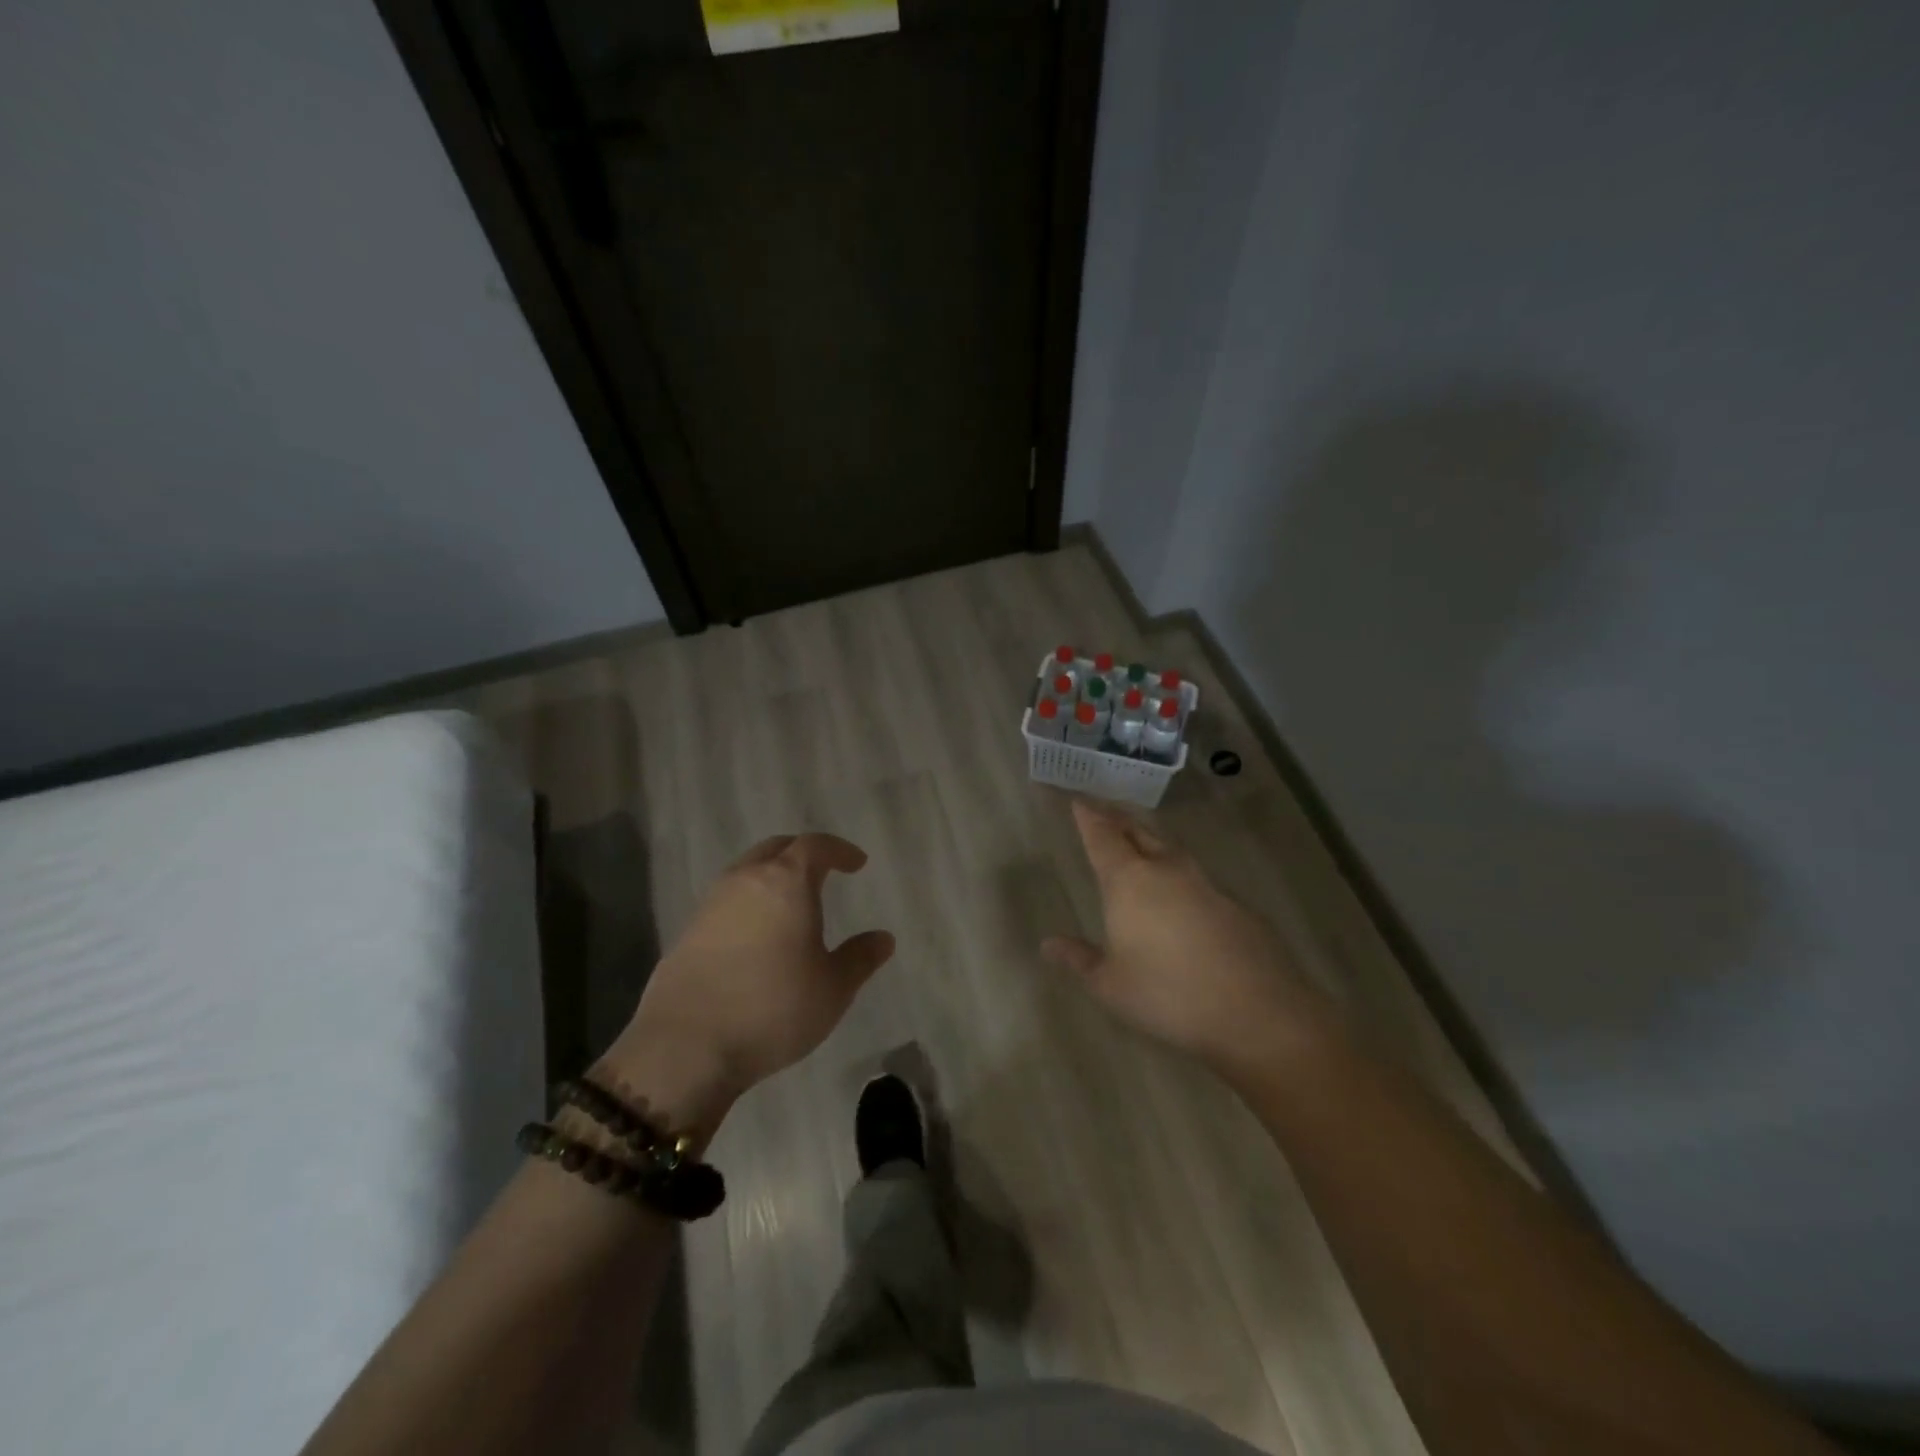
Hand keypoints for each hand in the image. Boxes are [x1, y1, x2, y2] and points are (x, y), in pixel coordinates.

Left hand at [602, 834, 894, 1137]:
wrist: (686, 1046)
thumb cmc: (773, 1008)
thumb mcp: (833, 988)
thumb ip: (860, 958)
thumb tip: (884, 939)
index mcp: (786, 882)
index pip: (815, 846)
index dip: (839, 850)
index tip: (856, 863)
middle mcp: (746, 881)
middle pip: (776, 849)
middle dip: (802, 853)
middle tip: (823, 871)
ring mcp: (711, 904)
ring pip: (746, 872)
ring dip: (771, 877)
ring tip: (790, 903)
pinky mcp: (688, 931)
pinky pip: (727, 901)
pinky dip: (748, 904)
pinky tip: (757, 934)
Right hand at [1043, 799, 1333, 1074]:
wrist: (1256, 1010)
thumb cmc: (1168, 994)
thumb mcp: (1111, 985)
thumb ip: (1079, 959)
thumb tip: (1048, 944)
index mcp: (1129, 882)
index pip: (1103, 837)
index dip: (1088, 818)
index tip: (1079, 802)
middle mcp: (1167, 870)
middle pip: (1138, 832)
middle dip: (1118, 820)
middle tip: (1105, 813)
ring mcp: (1206, 884)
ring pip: (1170, 849)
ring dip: (1151, 841)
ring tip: (1139, 842)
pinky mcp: (1234, 904)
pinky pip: (1197, 876)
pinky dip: (1179, 873)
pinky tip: (1180, 893)